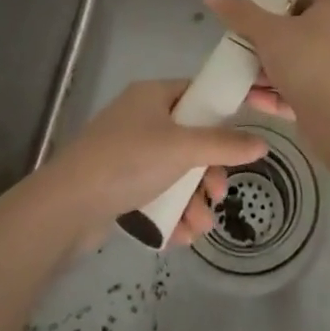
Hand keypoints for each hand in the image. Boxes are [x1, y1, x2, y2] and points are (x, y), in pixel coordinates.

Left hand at [38, 79, 272, 249]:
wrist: (66, 206)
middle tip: (218, 194)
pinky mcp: (119, 184)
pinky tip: (181, 237)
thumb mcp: (182, 149)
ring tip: (200, 226)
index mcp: (153, 95)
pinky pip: (157, 193)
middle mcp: (141, 118)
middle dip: (209, 172)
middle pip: (191, 139)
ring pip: (176, 171)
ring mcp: (128, 152)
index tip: (246, 135)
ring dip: (193, 199)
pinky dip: (172, 212)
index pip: (198, 93)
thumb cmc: (128, 162)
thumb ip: (224, 145)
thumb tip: (262, 143)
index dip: (224, 112)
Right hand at [202, 0, 329, 142]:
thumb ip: (240, 13)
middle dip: (267, 36)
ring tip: (238, 72)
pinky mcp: (329, 99)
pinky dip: (275, 92)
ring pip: (295, 62)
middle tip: (240, 40)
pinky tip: (249, 98)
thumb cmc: (307, 63)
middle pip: (297, 28)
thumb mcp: (268, 32)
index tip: (258, 5)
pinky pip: (297, 89)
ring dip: (266, 68)